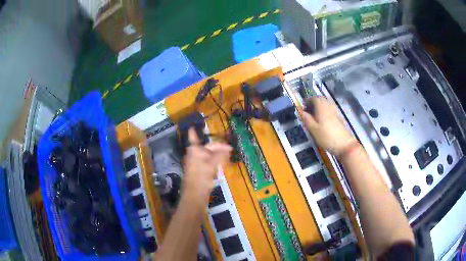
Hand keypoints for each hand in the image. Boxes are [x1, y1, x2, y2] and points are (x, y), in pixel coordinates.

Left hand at [183, 127, 231, 199]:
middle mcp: (194, 155)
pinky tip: (222, 165)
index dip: (194, 131)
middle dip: (217, 147)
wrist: (195, 194)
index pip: (193, 137)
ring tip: (228, 155)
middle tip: (230, 149)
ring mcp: (196, 164)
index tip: (194, 126)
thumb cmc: (201, 176)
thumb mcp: (212, 164)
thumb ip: (220, 154)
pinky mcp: (199, 172)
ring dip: (217, 155)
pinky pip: (208, 163)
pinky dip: (215, 162)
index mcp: (194, 150)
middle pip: (206, 147)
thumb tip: (228, 148)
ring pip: (208, 156)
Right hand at [302, 97, 357, 155]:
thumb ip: (307, 119)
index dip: (308, 100)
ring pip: (326, 104)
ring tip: (315, 113)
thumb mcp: (313, 130)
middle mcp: (329, 107)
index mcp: (322, 108)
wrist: (344, 144)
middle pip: (321, 100)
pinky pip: (330, 109)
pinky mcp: (339, 117)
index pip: (314, 99)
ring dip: (320, 106)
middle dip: (314, 102)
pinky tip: (323, 118)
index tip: (303, 106)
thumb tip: (302, 112)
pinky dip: (325, 111)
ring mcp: (335, 111)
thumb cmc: (327, 137)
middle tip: (308, 109)